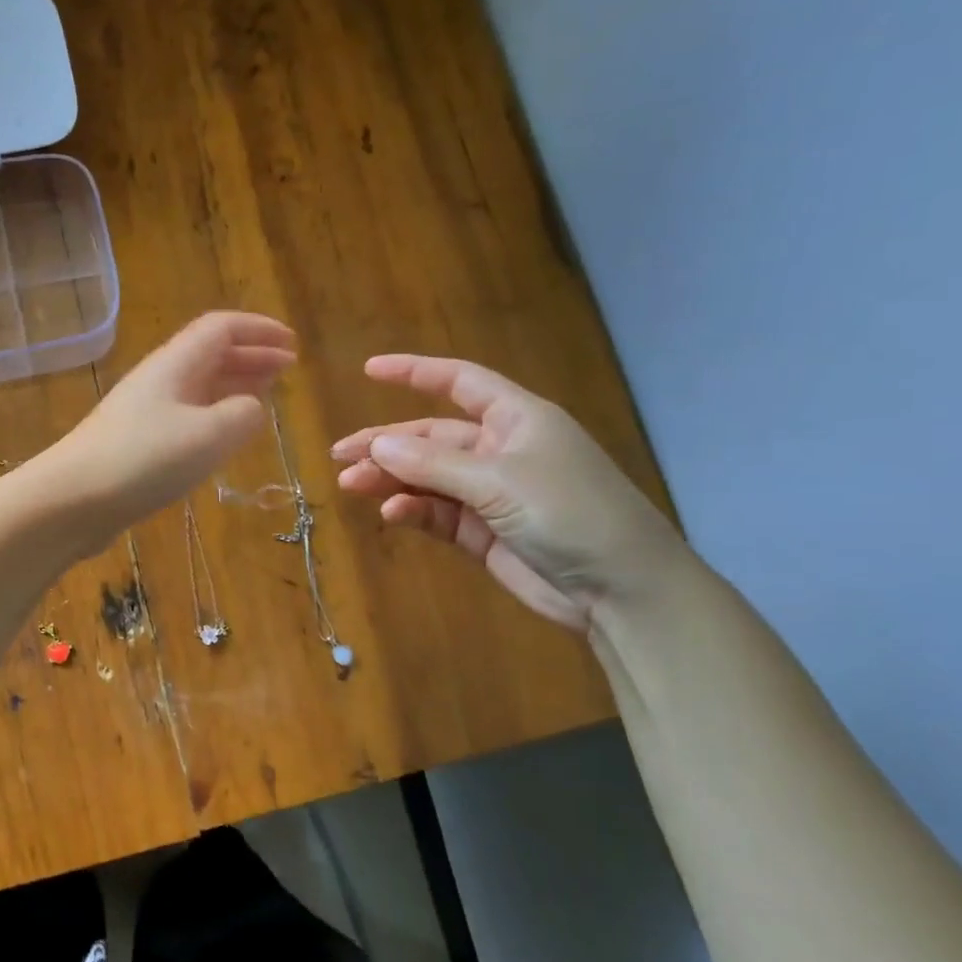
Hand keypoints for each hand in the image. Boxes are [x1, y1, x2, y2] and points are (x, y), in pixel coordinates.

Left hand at [43, 312, 295, 544]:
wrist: (71, 499)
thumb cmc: (143, 460)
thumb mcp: (209, 435)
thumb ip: (244, 415)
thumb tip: (252, 408)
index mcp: (176, 364)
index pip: (222, 328)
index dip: (259, 330)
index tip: (293, 345)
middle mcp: (159, 379)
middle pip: (210, 354)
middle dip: (252, 357)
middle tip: (287, 370)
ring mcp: (144, 411)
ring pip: (198, 386)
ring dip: (234, 386)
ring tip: (265, 397)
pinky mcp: (136, 443)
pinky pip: (185, 416)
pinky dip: (214, 416)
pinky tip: (223, 437)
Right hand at [331, 355, 682, 628]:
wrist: (621, 590)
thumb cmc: (570, 513)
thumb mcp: (499, 481)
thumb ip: (433, 464)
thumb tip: (376, 446)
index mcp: (516, 419)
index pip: (459, 382)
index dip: (415, 372)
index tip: (369, 371)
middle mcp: (500, 450)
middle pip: (431, 437)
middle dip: (386, 444)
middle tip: (340, 455)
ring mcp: (491, 493)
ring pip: (427, 478)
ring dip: (391, 480)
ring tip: (352, 485)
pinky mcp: (483, 532)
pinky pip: (437, 513)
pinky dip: (413, 511)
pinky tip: (392, 514)